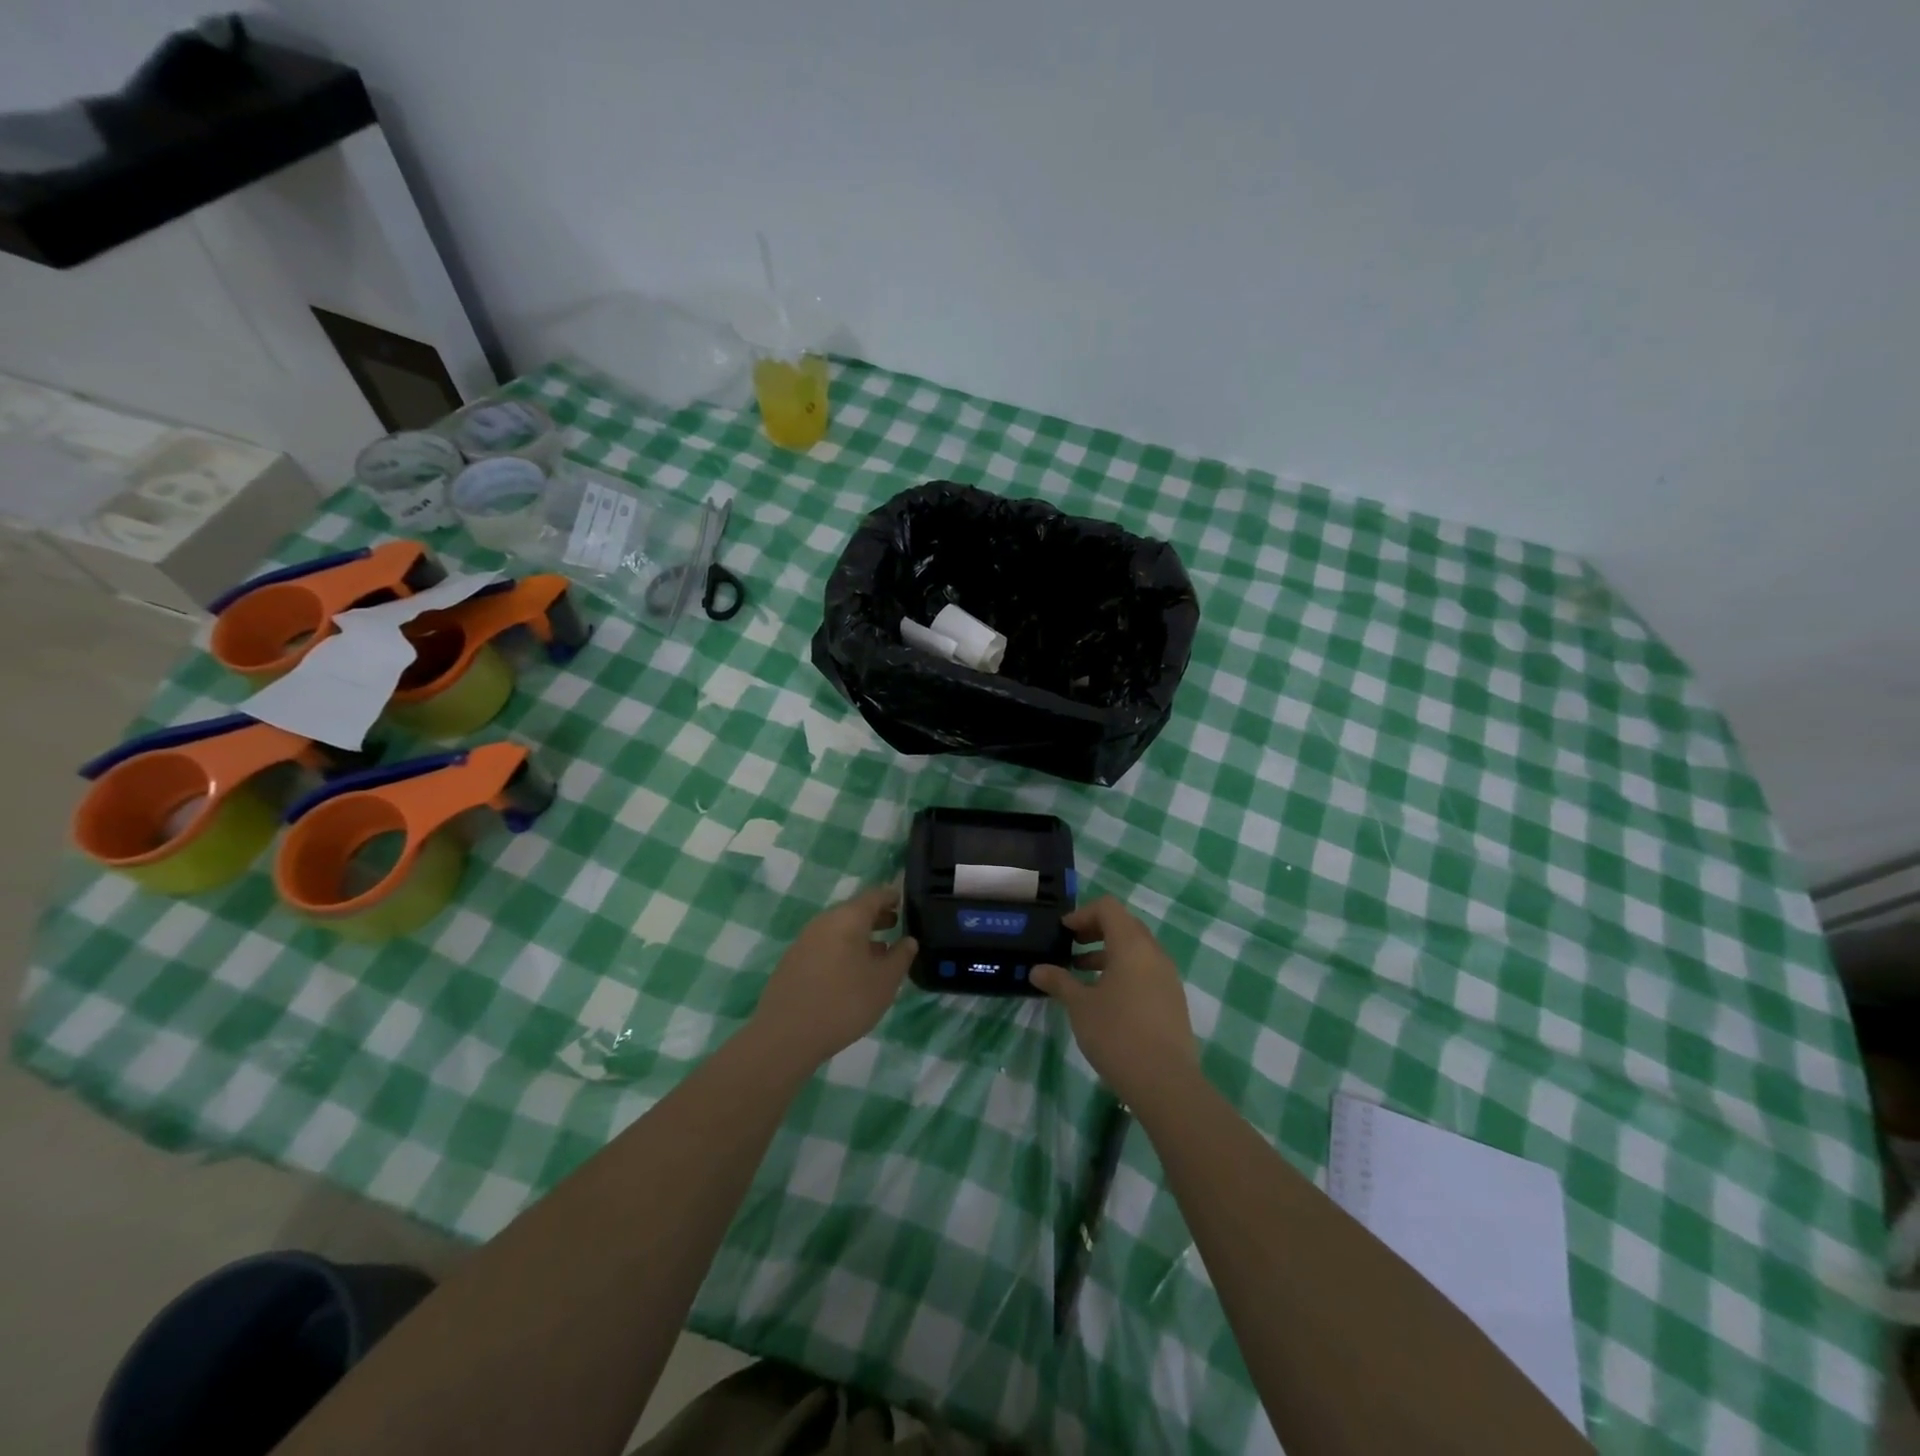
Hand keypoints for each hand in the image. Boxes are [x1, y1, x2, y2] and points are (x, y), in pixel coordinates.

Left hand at [747, 886, 916, 1072]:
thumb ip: (901, 956)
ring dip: (860, 936)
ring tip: (879, 952)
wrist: (786, 1035)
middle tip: (896, 924)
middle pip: (854, 911)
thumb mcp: (884, 982)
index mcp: (848, 918)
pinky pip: (825, 945)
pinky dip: (843, 949)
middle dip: (876, 917)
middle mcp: (824, 921)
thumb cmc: (844, 1002)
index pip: (875, 895)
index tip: (905, 901)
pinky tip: (851, 972)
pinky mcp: (793, 961)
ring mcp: (805, 940)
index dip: (892, 897)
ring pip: (839, 929)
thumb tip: (909, 940)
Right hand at [1031, 896, 1198, 1107]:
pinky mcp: (1172, 999)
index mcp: (1132, 945)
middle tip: (1071, 947)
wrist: (1165, 1082)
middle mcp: (1154, 953)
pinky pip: (1146, 970)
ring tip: (1082, 973)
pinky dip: (1124, 971)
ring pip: (1136, 950)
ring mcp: (1167, 977)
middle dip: (1095, 931)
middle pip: (1124, 925)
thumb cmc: (1117, 1034)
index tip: (1063, 933)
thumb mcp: (1080, 1006)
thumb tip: (1037, 970)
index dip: (1083, 914)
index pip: (1108, 908)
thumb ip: (1059, 982)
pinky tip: (1106, 998)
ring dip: (1108, 952)